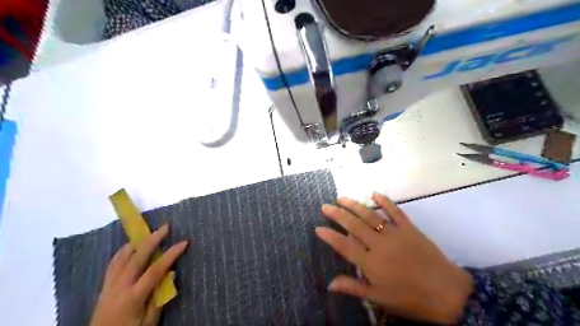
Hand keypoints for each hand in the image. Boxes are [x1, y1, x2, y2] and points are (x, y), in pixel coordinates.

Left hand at [89, 226, 187, 325]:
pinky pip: (113, 264)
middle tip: (165, 227)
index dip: (171, 254)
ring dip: (137, 243)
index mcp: (133, 296)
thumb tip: (170, 275)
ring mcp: (109, 285)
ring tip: (148, 233)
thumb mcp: (149, 322)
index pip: (155, 270)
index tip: (184, 242)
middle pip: (137, 257)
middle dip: (152, 240)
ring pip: (122, 258)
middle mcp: (120, 287)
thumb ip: (159, 299)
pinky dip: (122, 252)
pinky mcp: (104, 287)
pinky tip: (129, 247)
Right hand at [316, 194, 472, 322]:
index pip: (344, 245)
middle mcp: (379, 244)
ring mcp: (394, 233)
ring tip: (341, 198)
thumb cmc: (410, 298)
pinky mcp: (409, 228)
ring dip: (354, 205)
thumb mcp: (379, 297)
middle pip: (354, 225)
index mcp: (371, 262)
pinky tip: (374, 194)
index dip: (330, 236)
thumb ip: (353, 287)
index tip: (318, 227)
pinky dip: (385, 201)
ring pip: (370, 215)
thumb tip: (330, 284)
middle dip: (337, 215)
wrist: (447, 293)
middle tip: (325, 206)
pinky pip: (395, 211)